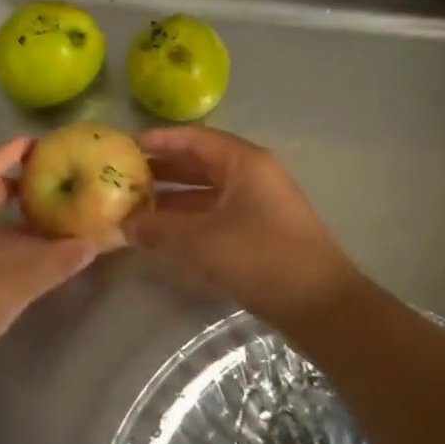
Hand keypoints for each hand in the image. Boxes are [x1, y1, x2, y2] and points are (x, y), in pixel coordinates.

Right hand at [125, 127, 366, 327]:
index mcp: (244, 162)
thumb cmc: (260, 258)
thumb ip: (158, 229)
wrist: (320, 305)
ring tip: (135, 208)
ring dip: (174, 199)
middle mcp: (253, 175)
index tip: (125, 147)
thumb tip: (124, 224)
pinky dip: (190, 220)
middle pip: (200, 163)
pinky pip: (217, 214)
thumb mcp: (201, 242)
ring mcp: (260, 204)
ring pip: (208, 192)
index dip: (159, 141)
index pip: (194, 138)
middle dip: (162, 171)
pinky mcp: (261, 231)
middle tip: (123, 179)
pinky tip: (164, 234)